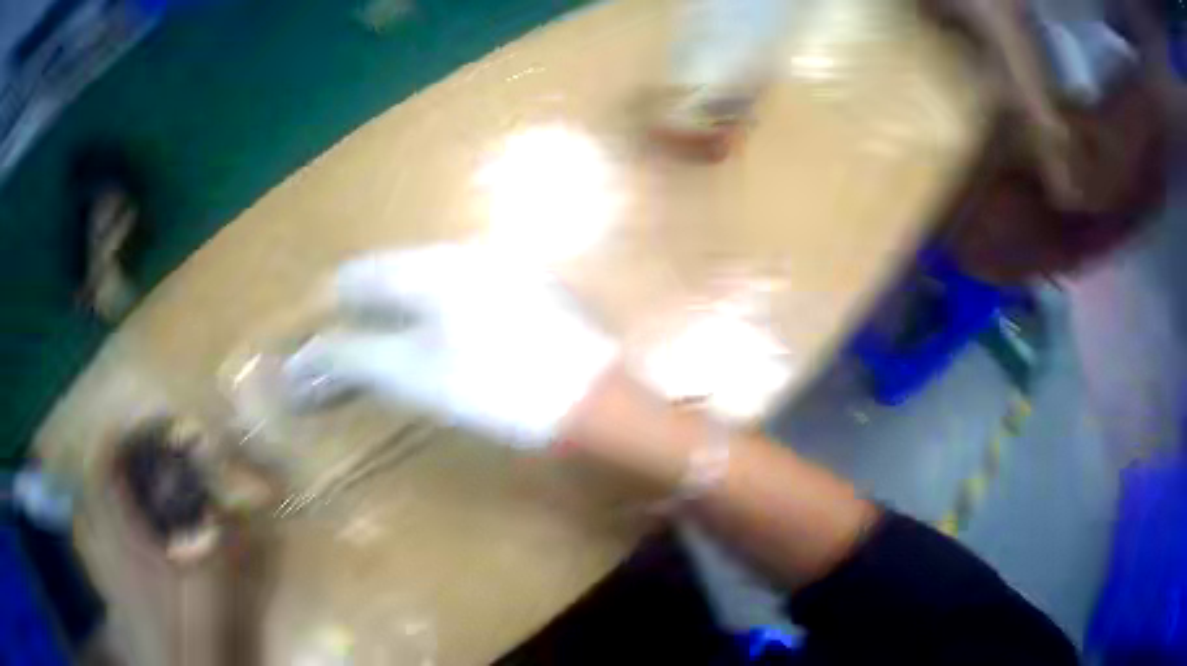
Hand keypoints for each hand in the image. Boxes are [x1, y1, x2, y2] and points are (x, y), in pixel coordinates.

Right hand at [284, 244, 617, 448]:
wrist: (591, 400)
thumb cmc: (497, 386)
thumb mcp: (416, 375)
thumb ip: (359, 354)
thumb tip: (316, 348)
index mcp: (436, 266)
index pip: (366, 272)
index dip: (337, 300)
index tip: (321, 330)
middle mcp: (467, 254)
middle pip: (397, 270)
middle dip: (369, 301)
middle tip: (349, 337)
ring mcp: (502, 269)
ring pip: (430, 279)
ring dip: (401, 305)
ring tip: (384, 335)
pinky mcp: (525, 291)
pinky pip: (461, 290)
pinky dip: (436, 311)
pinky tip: (439, 335)